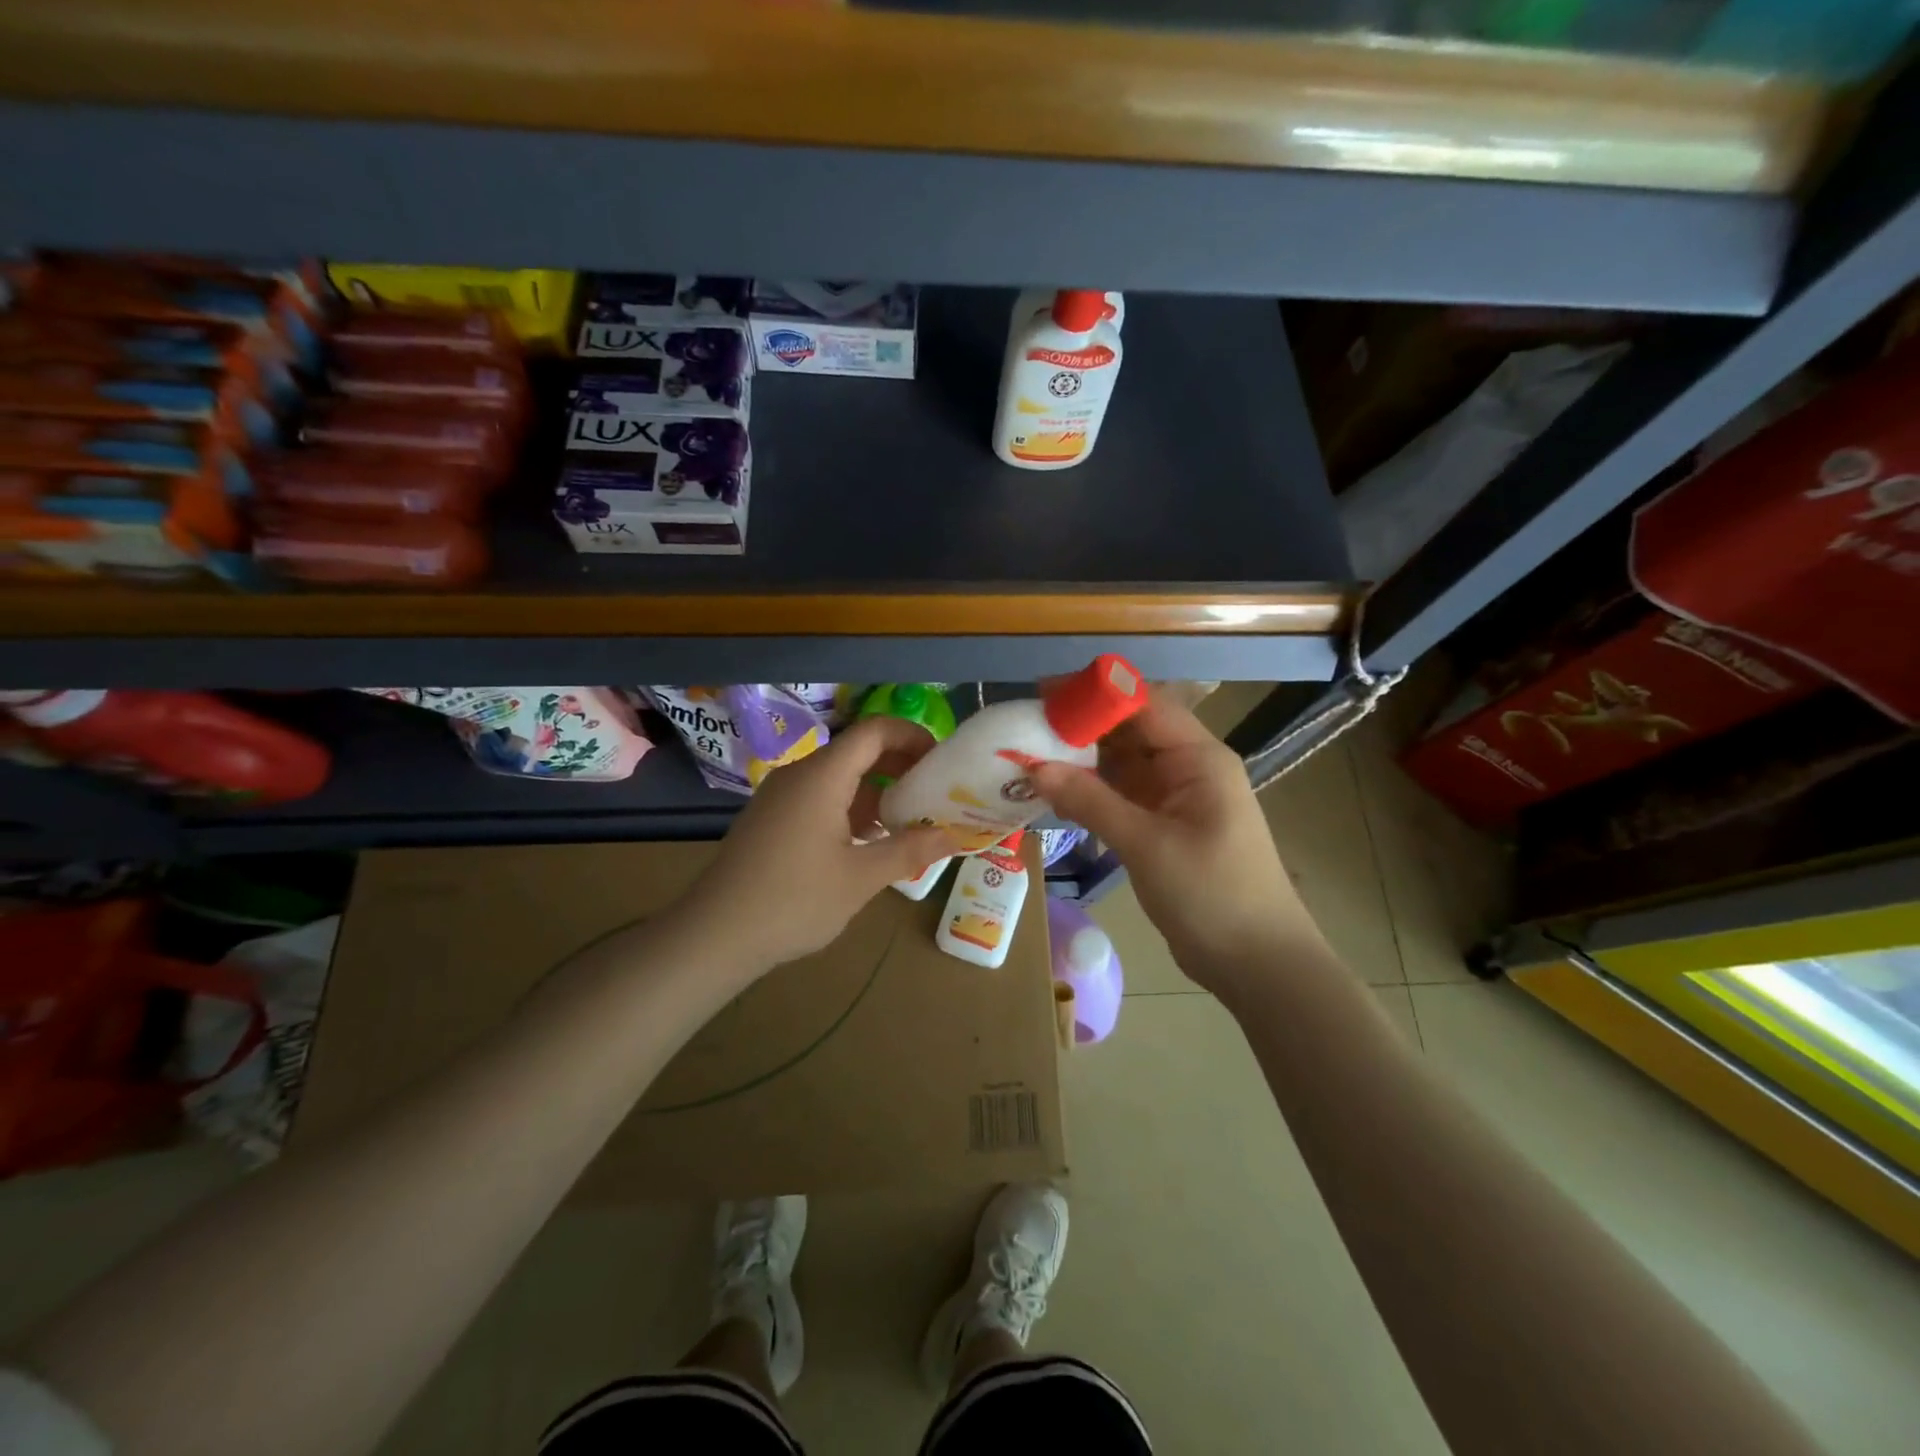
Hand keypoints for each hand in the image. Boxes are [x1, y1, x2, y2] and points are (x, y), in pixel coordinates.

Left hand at [676, 715, 957, 971]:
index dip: (913, 736)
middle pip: (858, 750)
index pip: (875, 731)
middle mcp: (800, 774)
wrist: (714, 935)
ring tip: (910, 821)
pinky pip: (820, 797)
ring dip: (877, 791)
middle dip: (900, 766)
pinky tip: (869, 842)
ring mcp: (780, 796)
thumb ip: (910, 850)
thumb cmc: (793, 901)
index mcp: (822, 776)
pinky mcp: (771, 818)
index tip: (942, 762)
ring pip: (839, 777)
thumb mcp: (861, 878)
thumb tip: (956, 836)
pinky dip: (851, 808)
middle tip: (934, 794)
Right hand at [1031, 698, 1317, 989]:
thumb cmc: (1212, 894)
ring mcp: (1177, 799)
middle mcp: (1189, 769)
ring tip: (1031, 757)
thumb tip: (1034, 767)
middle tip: (1027, 728)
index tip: (1045, 693)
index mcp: (1199, 759)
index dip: (1096, 694)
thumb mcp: (1147, 845)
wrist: (1257, 963)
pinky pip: (1123, 796)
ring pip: (1124, 764)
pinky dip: (1092, 793)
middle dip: (1083, 727)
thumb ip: (1091, 801)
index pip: (1144, 706)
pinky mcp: (1165, 827)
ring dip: (1083, 761)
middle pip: (1131, 732)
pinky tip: (1056, 794)